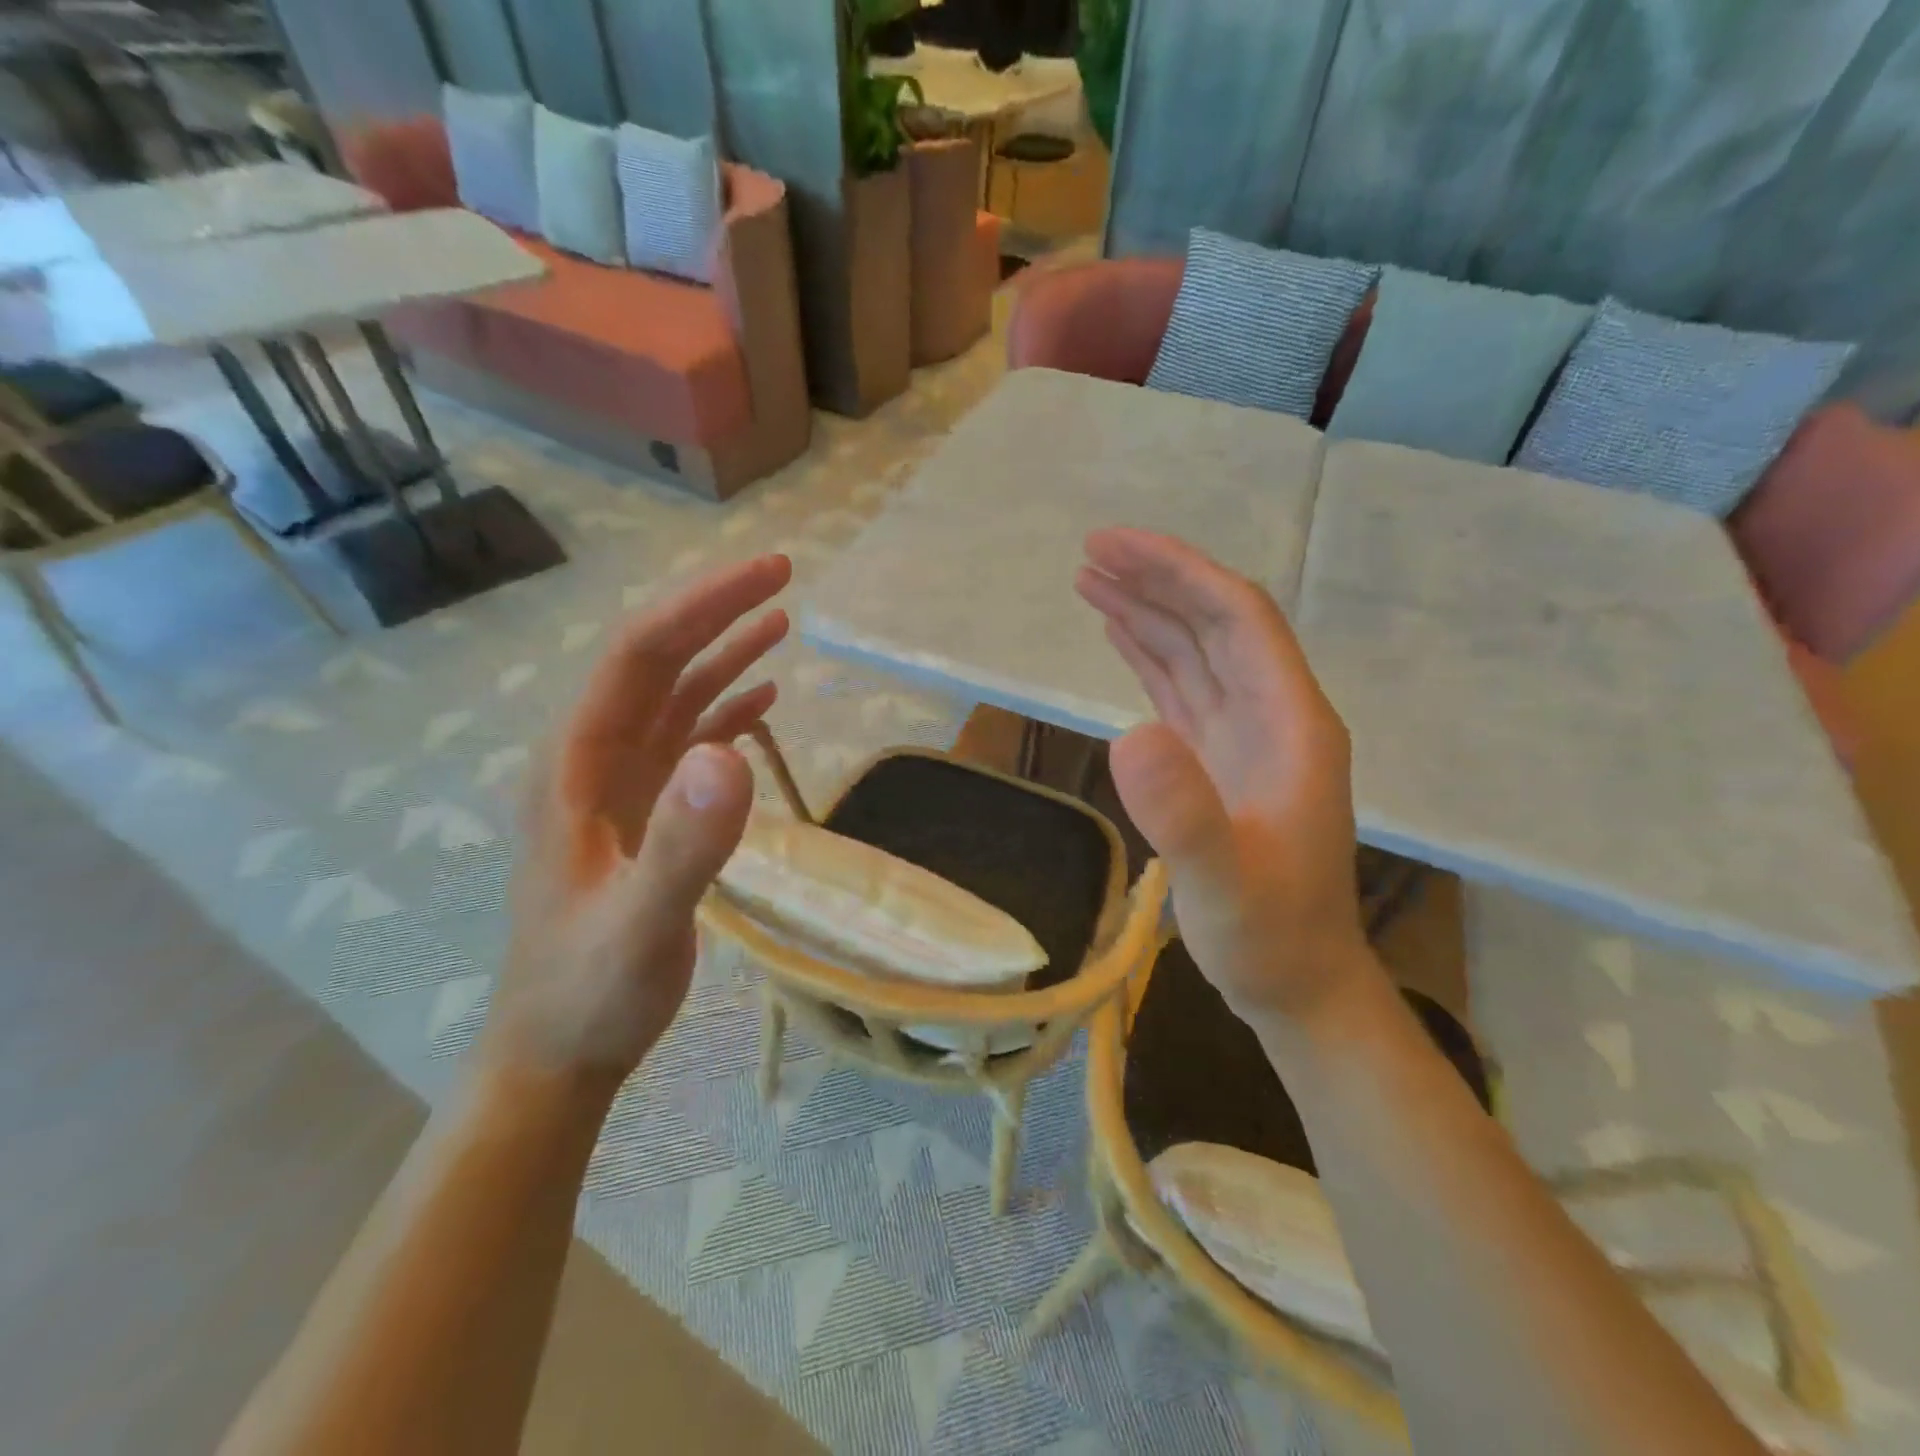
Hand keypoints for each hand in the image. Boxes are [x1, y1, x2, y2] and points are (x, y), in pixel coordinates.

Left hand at [483, 555, 791, 1092]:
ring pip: (674, 696)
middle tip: (782, 575)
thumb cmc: (591, 991)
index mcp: (577, 764)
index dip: (704, 605)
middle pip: (655, 660)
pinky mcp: (644, 811)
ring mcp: (619, 786)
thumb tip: (732, 752)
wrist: (559, 1052)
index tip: (770, 574)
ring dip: (723, 654)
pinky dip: (726, 711)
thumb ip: (684, 843)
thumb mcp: (641, 924)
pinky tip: (762, 700)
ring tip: (779, 622)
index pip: (641, 655)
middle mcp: (593, 759)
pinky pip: (687, 741)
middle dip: (716, 611)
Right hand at [1076, 529, 1371, 1023]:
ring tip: (1090, 580)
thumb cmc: (1270, 937)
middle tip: (1090, 550)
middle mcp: (1273, 715)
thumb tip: (1128, 736)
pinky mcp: (1219, 760)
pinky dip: (1150, 655)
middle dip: (1158, 579)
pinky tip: (1120, 635)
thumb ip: (1184, 815)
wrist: (1297, 983)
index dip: (1180, 573)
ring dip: (1148, 611)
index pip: (1239, 618)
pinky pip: (1183, 689)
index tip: (1115, 548)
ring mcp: (1246, 737)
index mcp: (1291, 723)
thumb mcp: (1224, 885)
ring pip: (1196, 652)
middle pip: (1216, 623)